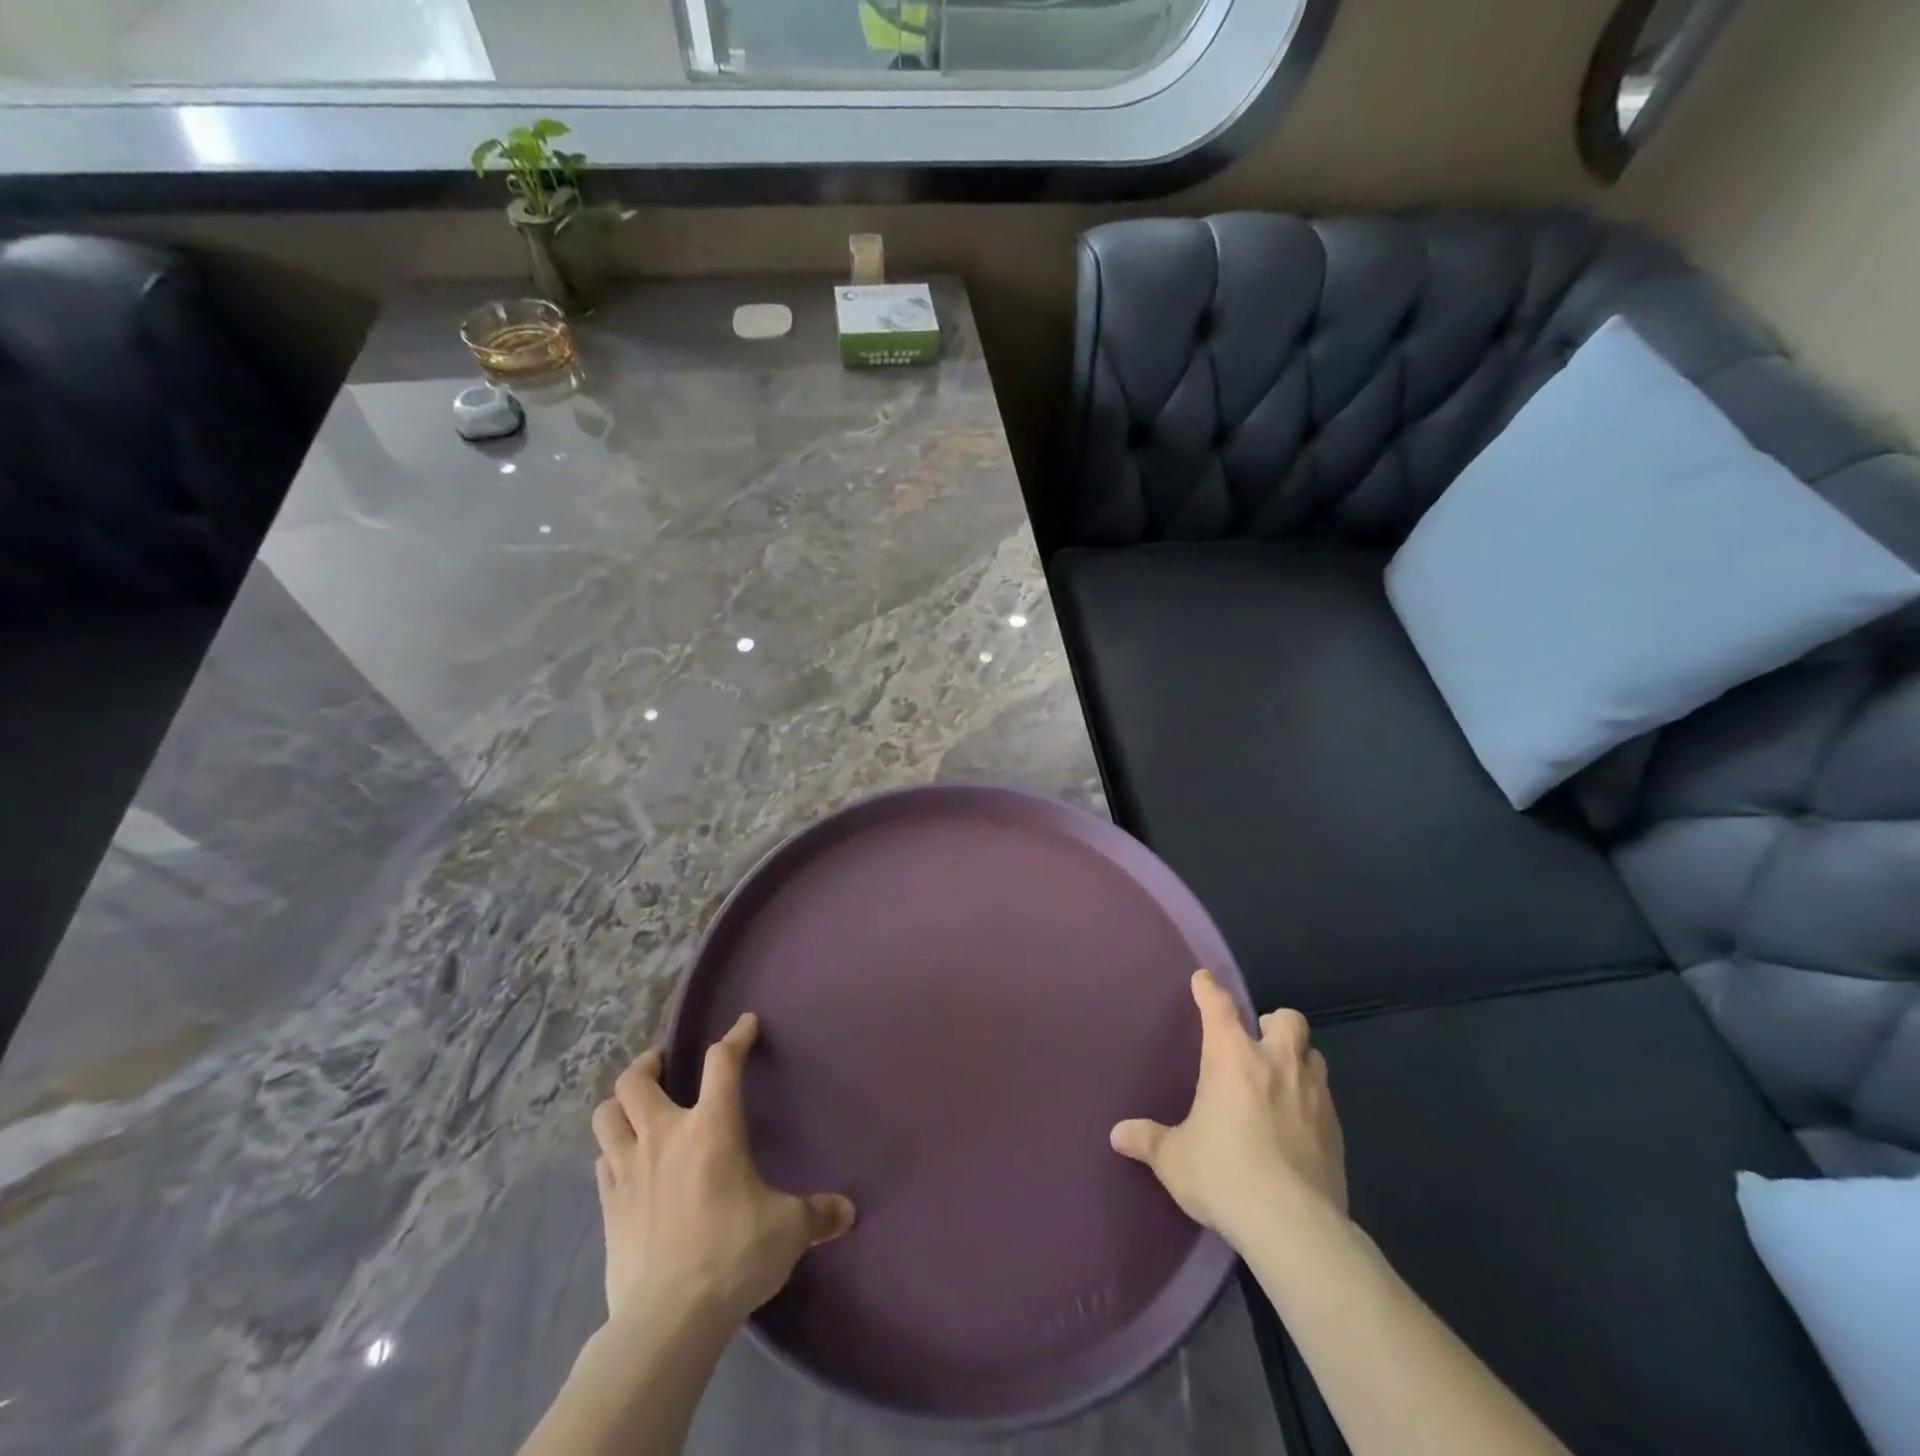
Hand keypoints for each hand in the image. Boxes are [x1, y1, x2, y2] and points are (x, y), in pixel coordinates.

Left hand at [590, 1012, 855, 1330]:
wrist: (667, 1320)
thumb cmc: (733, 1255)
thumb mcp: (787, 1230)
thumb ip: (817, 1214)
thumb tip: (848, 1212)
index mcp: (712, 1127)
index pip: (723, 1061)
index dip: (736, 1037)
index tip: (746, 1025)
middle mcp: (664, 1136)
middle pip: (636, 1080)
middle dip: (649, 1063)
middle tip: (664, 1064)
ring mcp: (628, 1171)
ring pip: (606, 1116)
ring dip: (620, 1105)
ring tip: (636, 1108)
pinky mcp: (607, 1208)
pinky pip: (601, 1163)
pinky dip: (611, 1152)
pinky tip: (625, 1163)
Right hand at [1111, 970, 1346, 1247]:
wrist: (1294, 1226)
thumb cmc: (1225, 1175)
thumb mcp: (1175, 1159)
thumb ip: (1148, 1140)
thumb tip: (1118, 1135)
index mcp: (1232, 1057)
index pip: (1219, 1006)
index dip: (1209, 989)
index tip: (1203, 980)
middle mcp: (1276, 1063)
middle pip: (1287, 1019)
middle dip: (1273, 1023)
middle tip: (1257, 1043)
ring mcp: (1313, 1094)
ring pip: (1314, 1054)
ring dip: (1298, 1058)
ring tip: (1281, 1079)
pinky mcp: (1337, 1130)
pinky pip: (1326, 1097)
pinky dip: (1311, 1099)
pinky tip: (1298, 1123)